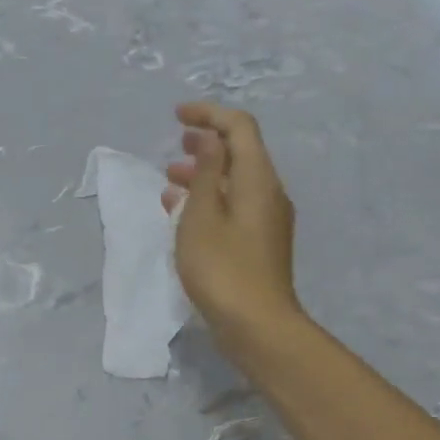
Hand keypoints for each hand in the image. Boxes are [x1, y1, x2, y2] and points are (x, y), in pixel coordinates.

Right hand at [162, 101, 302, 353]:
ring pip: (234, 183)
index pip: (239, 127)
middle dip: (207, 144)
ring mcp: (266, 221)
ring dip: (204, 176)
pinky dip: (208, 202)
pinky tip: (183, 215)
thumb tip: (211, 139)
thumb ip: (207, 173)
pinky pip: (233, 208)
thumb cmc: (223, 269)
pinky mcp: (258, 245)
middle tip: (175, 146)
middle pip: (240, 154)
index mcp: (258, 179)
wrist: (256, 325)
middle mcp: (268, 194)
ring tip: (170, 182)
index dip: (209, 114)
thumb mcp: (203, 216)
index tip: (177, 116)